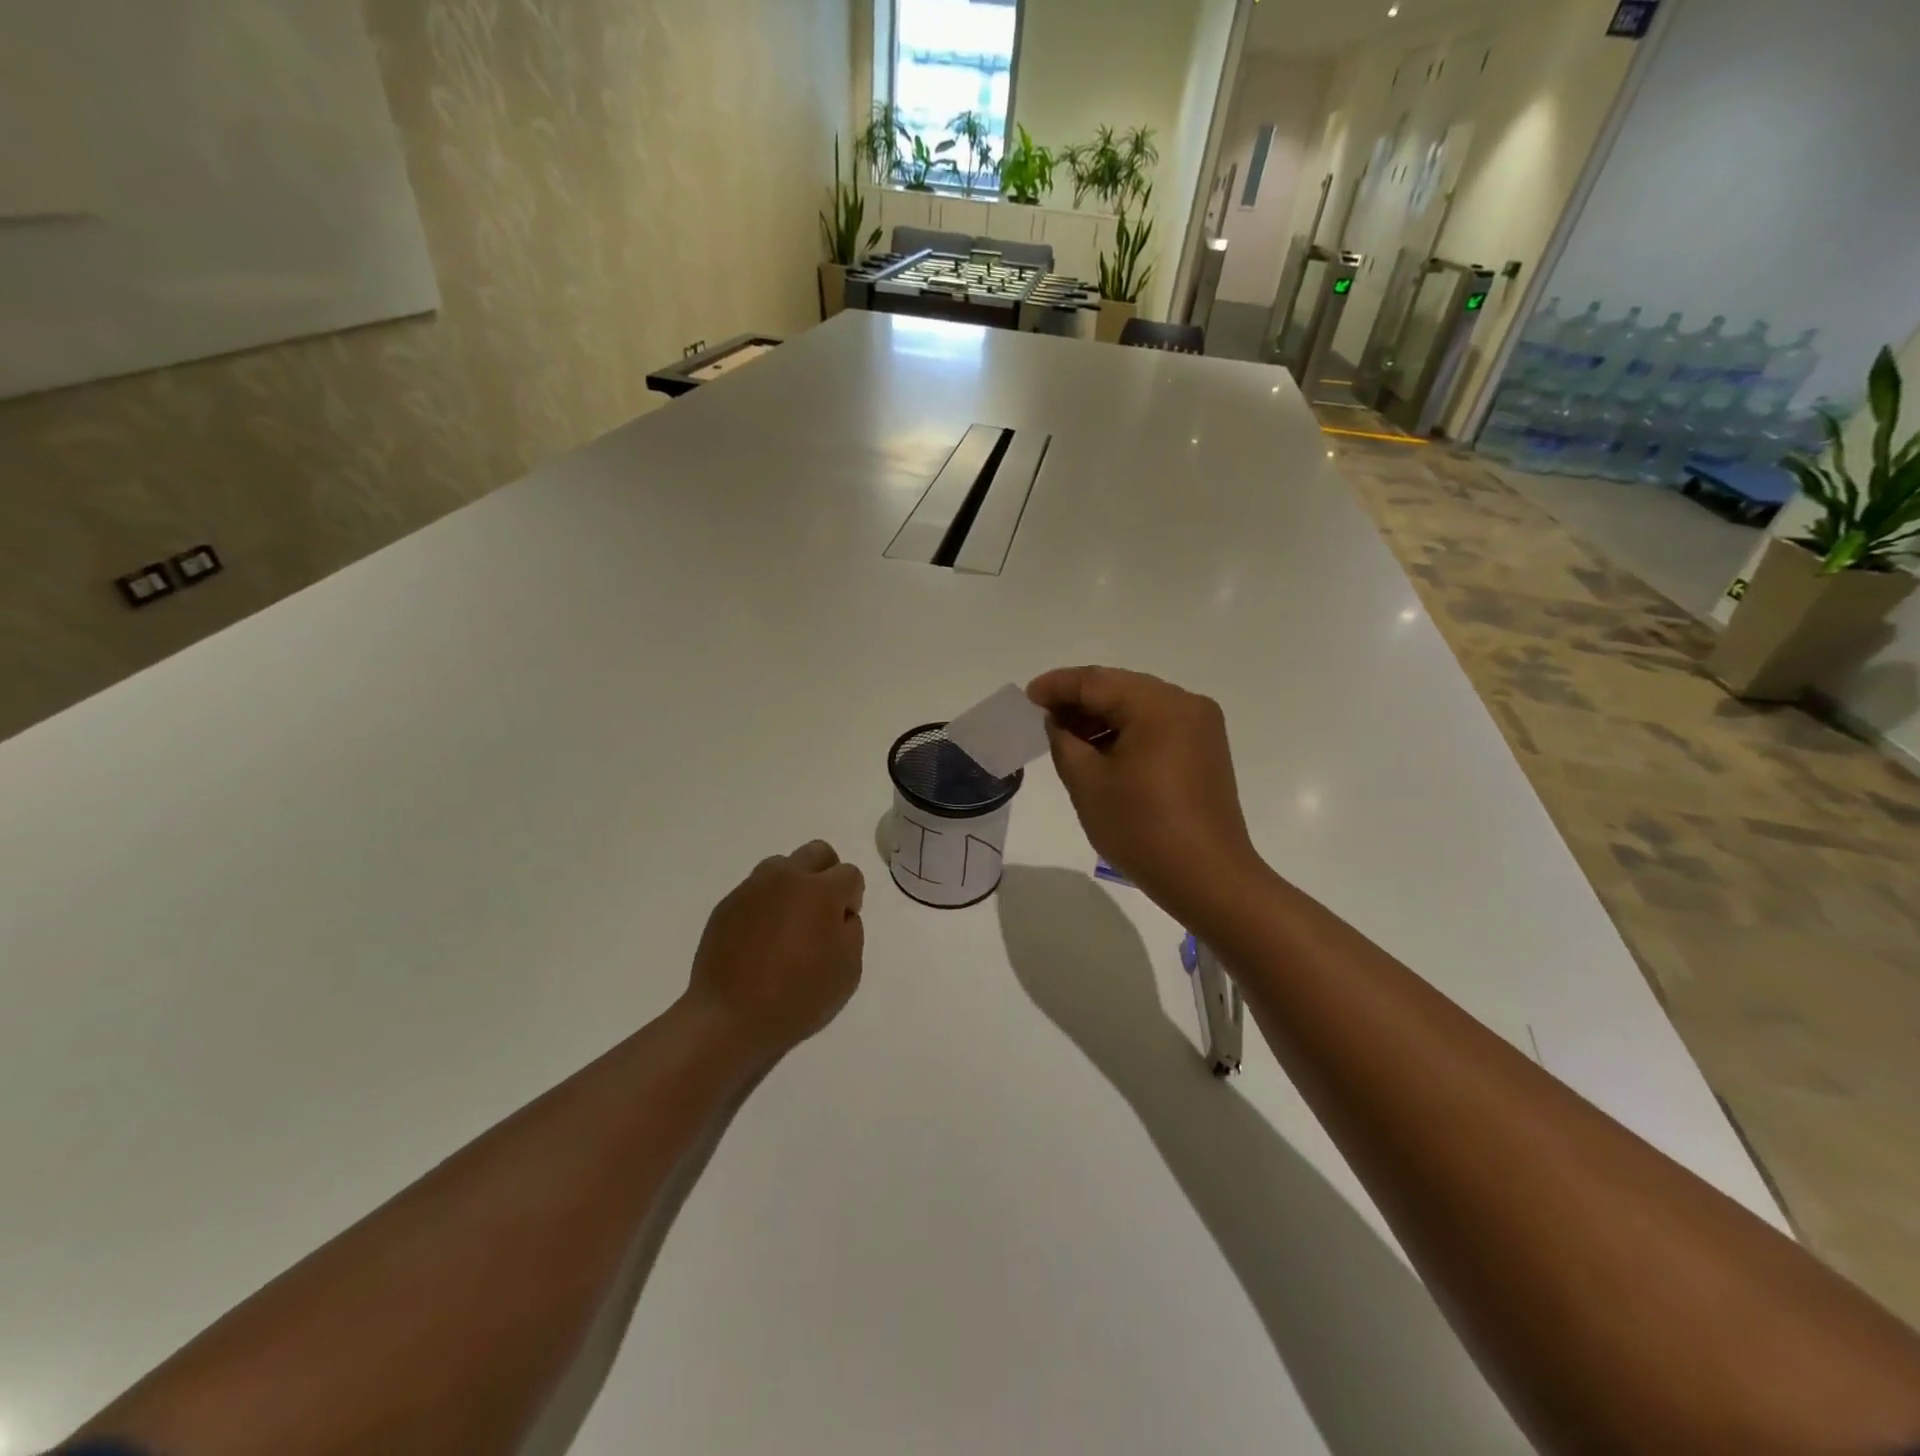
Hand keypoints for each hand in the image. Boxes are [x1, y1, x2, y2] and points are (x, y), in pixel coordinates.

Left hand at [686, 841, 864, 1065]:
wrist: (729, 1018)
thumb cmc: (797, 997)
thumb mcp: (848, 971)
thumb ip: (851, 931)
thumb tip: (839, 915)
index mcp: (820, 891)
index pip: (850, 873)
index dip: (853, 898)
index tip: (842, 926)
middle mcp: (786, 878)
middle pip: (817, 852)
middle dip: (827, 874)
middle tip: (821, 912)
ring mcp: (752, 888)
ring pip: (782, 865)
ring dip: (794, 884)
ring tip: (789, 922)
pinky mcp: (727, 904)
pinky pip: (755, 890)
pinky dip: (766, 904)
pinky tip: (761, 937)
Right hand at [1027, 667, 1265, 925]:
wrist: (1207, 879)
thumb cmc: (1142, 829)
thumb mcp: (1087, 783)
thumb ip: (1063, 741)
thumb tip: (1058, 721)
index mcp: (1159, 705)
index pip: (1097, 681)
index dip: (1057, 686)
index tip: (1027, 697)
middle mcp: (1186, 704)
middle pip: (1121, 689)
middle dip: (1079, 701)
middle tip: (1042, 718)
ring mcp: (1201, 727)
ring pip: (1139, 707)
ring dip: (1102, 718)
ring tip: (1066, 738)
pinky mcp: (1205, 750)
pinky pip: (1157, 727)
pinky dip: (1126, 733)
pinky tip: (1100, 752)